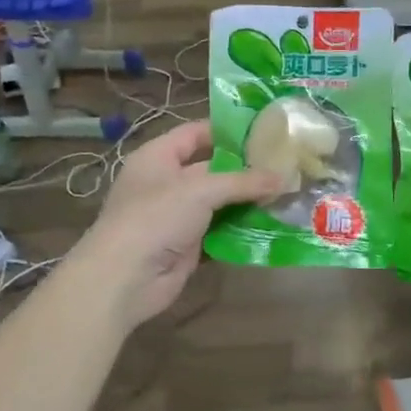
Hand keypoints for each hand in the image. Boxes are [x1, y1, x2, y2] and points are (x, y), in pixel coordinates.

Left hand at [80, 121, 282, 329]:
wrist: (124, 280)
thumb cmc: (155, 218)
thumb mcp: (200, 190)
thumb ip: (243, 182)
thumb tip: (283, 177)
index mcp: (158, 157)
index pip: (196, 133)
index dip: (227, 131)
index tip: (265, 130)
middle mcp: (166, 182)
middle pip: (212, 168)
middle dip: (245, 169)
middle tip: (285, 165)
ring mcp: (176, 215)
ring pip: (219, 202)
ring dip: (247, 200)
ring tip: (287, 193)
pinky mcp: (187, 245)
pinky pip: (219, 230)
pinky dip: (241, 228)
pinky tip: (271, 223)